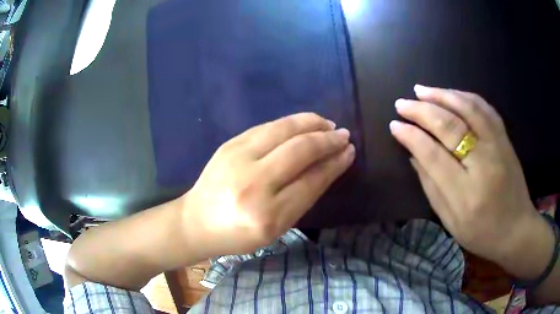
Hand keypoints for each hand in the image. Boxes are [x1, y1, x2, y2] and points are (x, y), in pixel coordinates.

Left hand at [182, 113, 354, 256]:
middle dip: (327, 140)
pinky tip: (303, 123)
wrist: (196, 221)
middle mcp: (253, 184)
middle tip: (344, 135)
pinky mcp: (229, 144)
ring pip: (283, 131)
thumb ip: (303, 197)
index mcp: (267, 216)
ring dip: (311, 123)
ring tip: (327, 124)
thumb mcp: (275, 228)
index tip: (349, 152)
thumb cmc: (238, 234)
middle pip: (300, 151)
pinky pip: (267, 127)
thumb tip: (329, 165)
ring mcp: (237, 159)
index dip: (334, 163)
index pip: (311, 181)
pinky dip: (290, 123)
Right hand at [390, 85, 549, 264]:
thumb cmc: (482, 233)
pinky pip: (485, 108)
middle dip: (421, 111)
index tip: (395, 125)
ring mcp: (498, 147)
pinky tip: (451, 93)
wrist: (517, 229)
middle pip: (450, 126)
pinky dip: (465, 96)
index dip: (411, 136)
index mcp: (465, 194)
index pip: (433, 154)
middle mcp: (483, 164)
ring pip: (468, 109)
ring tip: (421, 90)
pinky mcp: (505, 140)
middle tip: (402, 103)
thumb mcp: (450, 222)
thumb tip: (413, 155)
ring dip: (442, 95)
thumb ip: (431, 188)